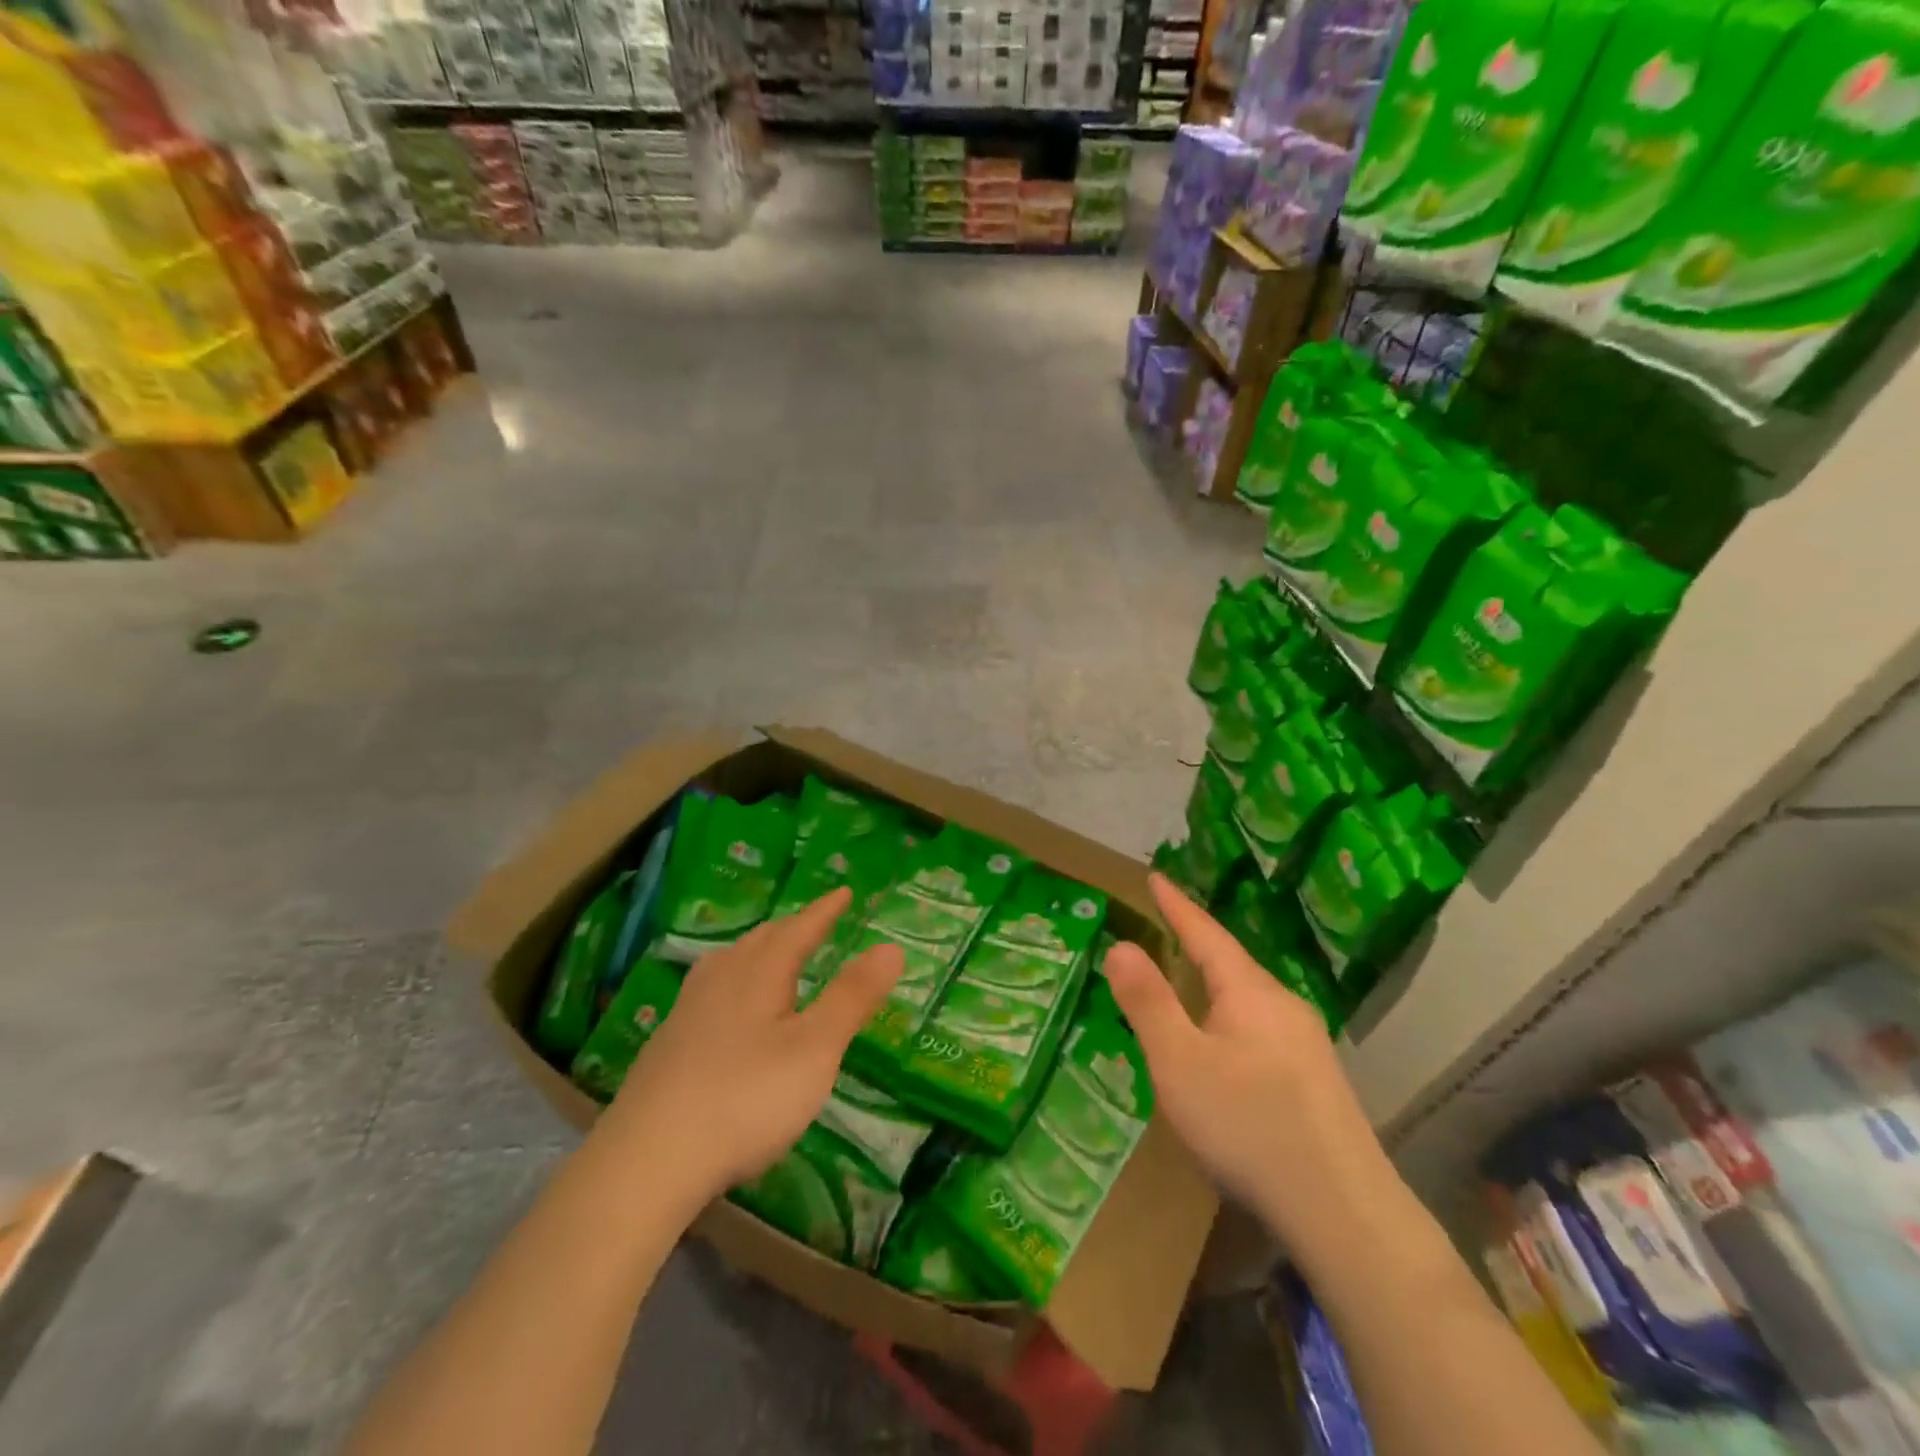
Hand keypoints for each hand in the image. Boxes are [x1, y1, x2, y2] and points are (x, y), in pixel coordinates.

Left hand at [597, 887, 902, 1207]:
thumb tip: (891, 946)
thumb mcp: (815, 1048)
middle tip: (813, 923)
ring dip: (757, 951)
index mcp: (759, 973)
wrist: (648, 1159)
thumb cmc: (746, 1097)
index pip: (799, 929)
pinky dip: (732, 982)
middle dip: (791, 928)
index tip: (843, 892)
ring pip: (728, 963)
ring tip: (769, 955)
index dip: (824, 910)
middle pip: (760, 940)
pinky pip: (709, 991)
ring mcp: (688, 1012)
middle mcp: (721, 980)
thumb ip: (852, 996)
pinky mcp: (667, 1045)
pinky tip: (726, 1010)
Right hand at [1101, 874, 1387, 1249]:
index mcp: (1249, 992)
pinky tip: (1225, 1046)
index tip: (1156, 876)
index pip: (1205, 934)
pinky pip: (1261, 1027)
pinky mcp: (1316, 1080)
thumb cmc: (1248, 1126)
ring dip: (1214, 984)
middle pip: (1231, 963)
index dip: (1177, 906)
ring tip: (1188, 981)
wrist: (1345, 1213)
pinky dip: (1230, 1017)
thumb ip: (1148, 1002)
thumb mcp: (1179, 1063)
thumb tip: (1120, 944)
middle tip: (1166, 926)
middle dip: (1196, 943)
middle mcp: (1283, 1005)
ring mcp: (1306, 1044)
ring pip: (1248, 998)